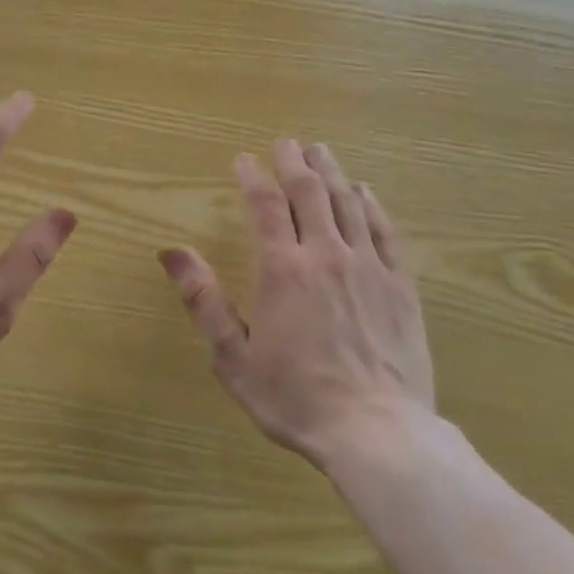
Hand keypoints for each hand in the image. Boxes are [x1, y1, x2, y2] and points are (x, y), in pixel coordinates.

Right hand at [159, 140, 434, 470]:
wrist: (375, 431)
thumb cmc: (293, 397)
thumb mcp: (231, 356)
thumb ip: (203, 299)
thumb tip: (171, 251)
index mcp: (282, 270)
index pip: (265, 206)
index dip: (252, 178)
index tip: (243, 159)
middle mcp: (326, 255)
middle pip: (310, 193)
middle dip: (294, 163)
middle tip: (286, 142)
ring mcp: (369, 268)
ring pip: (349, 204)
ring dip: (332, 173)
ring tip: (321, 151)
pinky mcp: (402, 287)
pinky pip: (386, 232)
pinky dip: (373, 205)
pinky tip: (366, 192)